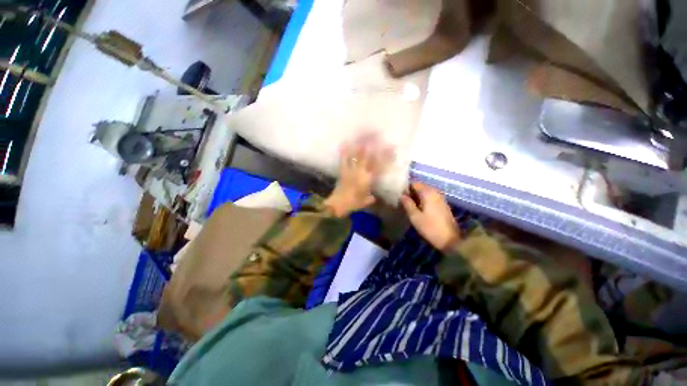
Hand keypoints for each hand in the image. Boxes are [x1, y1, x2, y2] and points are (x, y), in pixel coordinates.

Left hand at [325, 134, 393, 217]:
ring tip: (363, 136)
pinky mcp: (342, 171)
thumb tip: (373, 196)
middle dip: (373, 146)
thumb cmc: (353, 203)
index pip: (380, 165)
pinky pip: (344, 159)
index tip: (391, 148)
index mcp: (368, 179)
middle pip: (368, 156)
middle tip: (377, 135)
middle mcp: (360, 172)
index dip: (386, 156)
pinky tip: (346, 143)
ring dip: (360, 145)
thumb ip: (371, 197)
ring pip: (356, 155)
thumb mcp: (365, 201)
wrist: (338, 204)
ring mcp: (350, 170)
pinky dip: (344, 151)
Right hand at [400, 182, 460, 250]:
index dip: (406, 188)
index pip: (414, 183)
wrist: (450, 240)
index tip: (399, 195)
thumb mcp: (414, 216)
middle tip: (403, 201)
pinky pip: (430, 197)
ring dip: (417, 196)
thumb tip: (402, 195)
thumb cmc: (430, 227)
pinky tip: (418, 208)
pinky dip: (423, 200)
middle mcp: (435, 192)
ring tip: (409, 205)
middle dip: (411, 192)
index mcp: (428, 193)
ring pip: (425, 192)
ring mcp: (440, 198)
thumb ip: (407, 203)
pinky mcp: (443, 204)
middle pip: (420, 187)